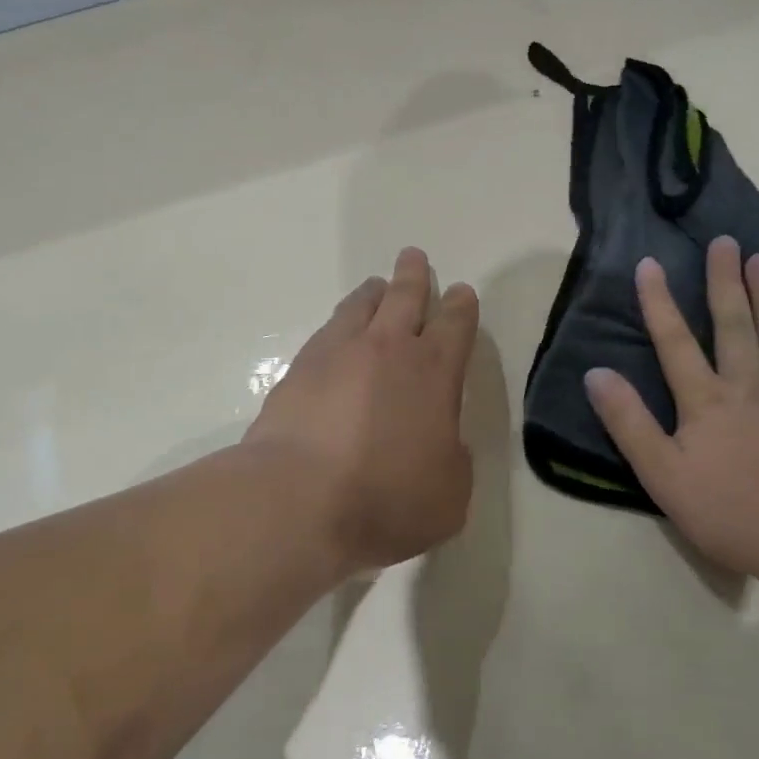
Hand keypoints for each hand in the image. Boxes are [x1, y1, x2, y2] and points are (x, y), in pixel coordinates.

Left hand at [246, 247, 479, 571]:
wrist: (297, 501)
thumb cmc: (387, 500)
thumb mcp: (449, 493)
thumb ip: (453, 458)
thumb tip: (442, 441)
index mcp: (434, 371)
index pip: (455, 323)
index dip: (461, 305)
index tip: (460, 292)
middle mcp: (389, 349)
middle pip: (405, 296)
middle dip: (413, 275)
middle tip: (414, 258)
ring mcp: (339, 353)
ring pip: (360, 306)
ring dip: (373, 292)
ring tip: (376, 286)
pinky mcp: (299, 369)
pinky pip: (327, 332)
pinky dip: (339, 324)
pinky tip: (337, 334)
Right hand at [584, 235, 758, 580]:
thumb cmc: (730, 512)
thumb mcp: (662, 475)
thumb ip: (629, 422)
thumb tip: (596, 374)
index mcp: (705, 399)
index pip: (674, 341)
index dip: (658, 302)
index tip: (649, 263)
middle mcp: (747, 384)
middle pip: (733, 323)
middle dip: (725, 280)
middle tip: (725, 242)